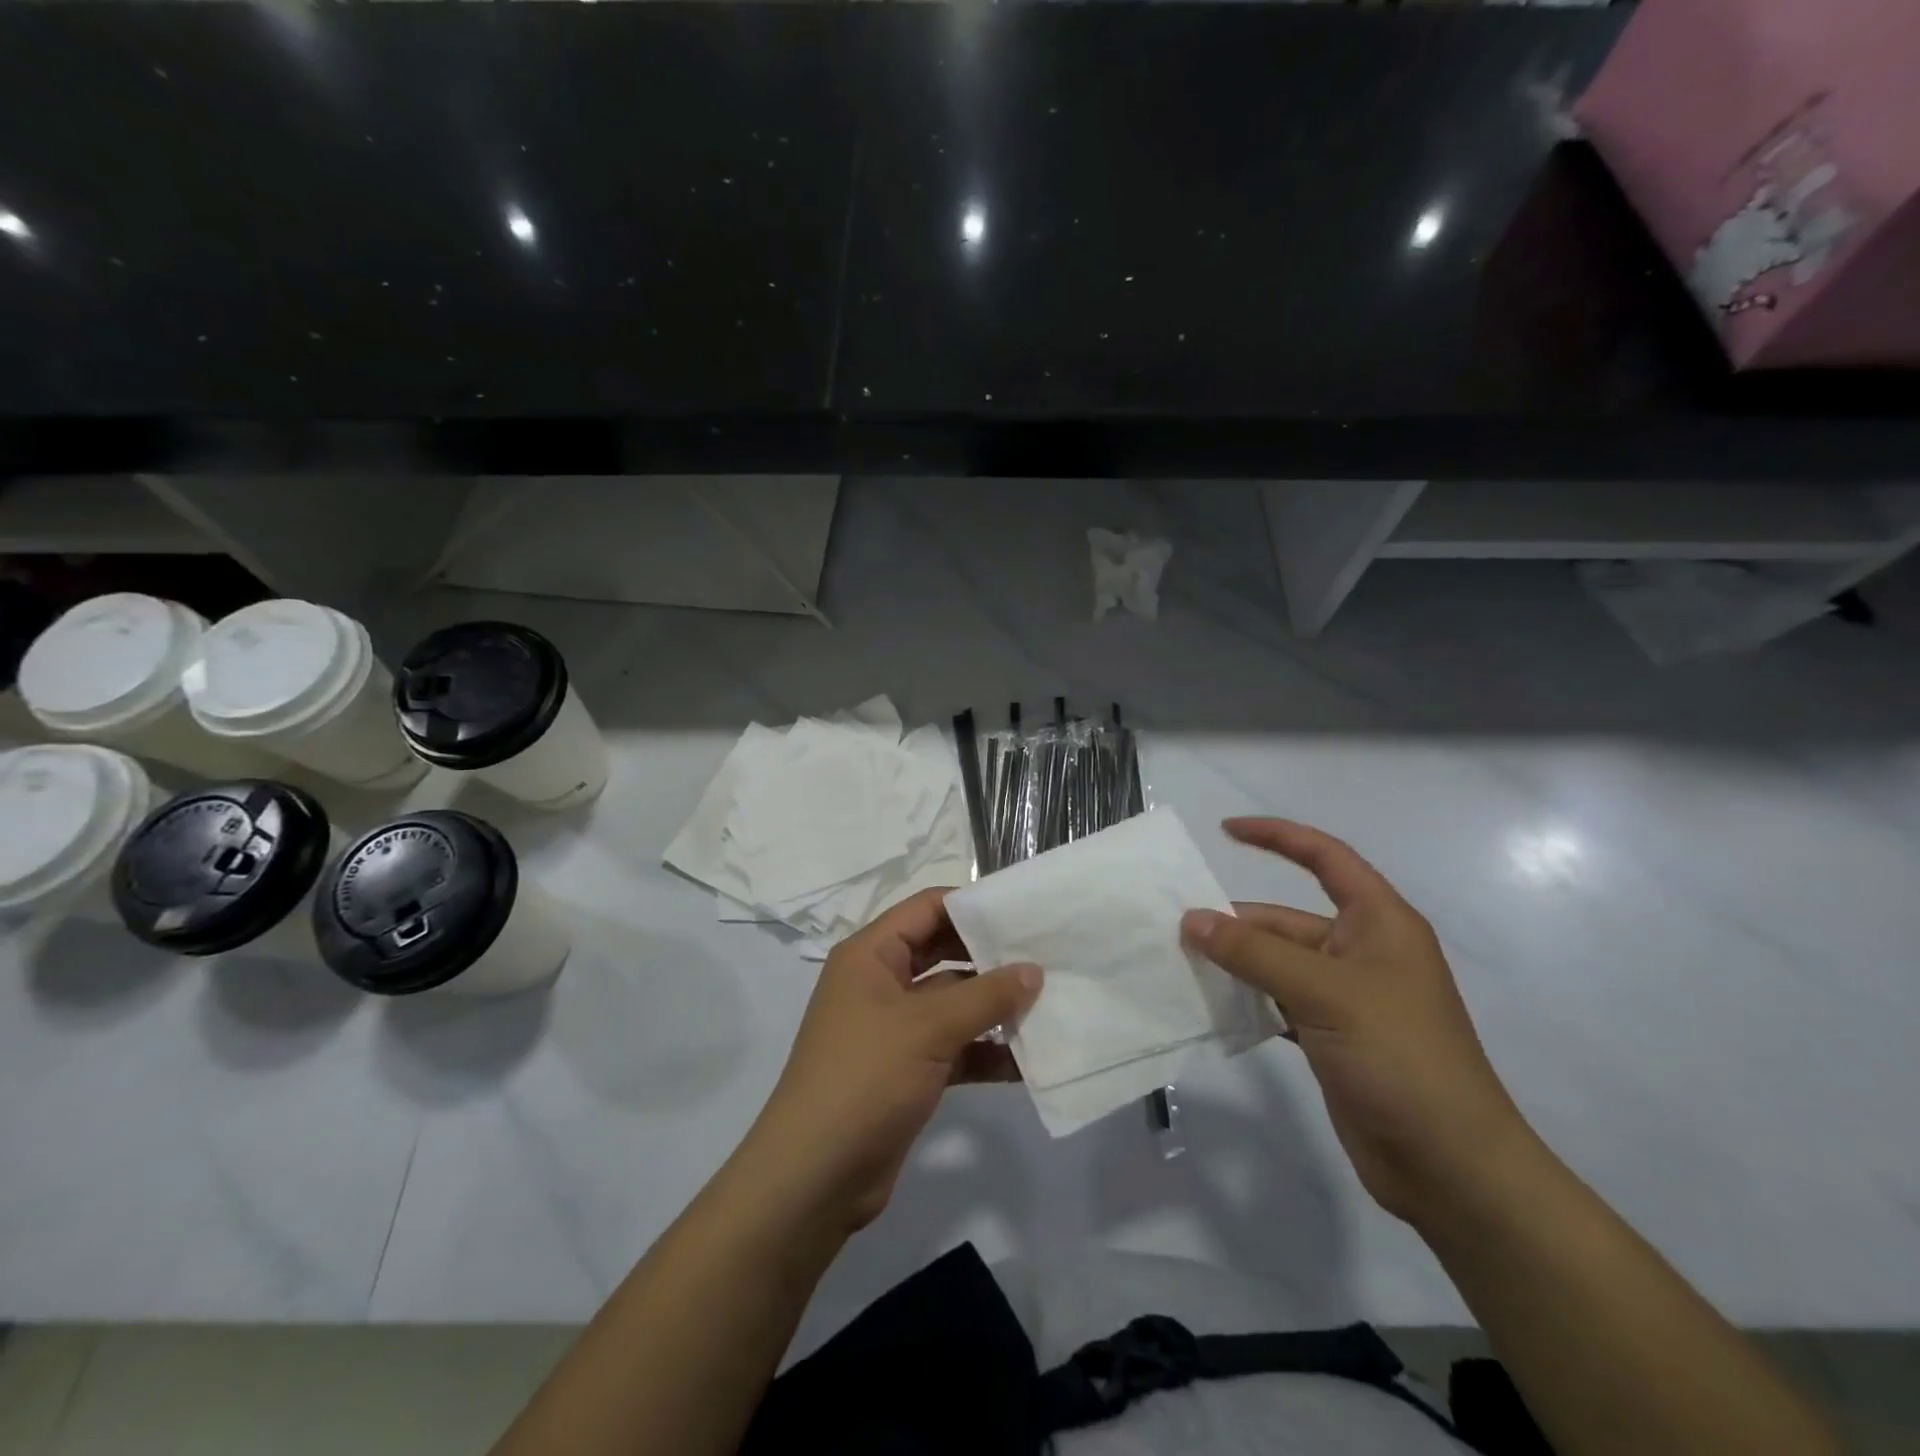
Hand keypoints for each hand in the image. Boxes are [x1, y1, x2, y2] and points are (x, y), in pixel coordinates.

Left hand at [748, 889, 1041, 1232]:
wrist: (815, 1177)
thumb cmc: (865, 1077)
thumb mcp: (928, 1027)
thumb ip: (986, 995)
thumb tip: (1034, 970)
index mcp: (871, 955)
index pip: (927, 908)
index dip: (972, 905)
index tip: (1023, 911)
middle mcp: (881, 983)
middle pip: (943, 952)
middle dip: (990, 957)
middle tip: (1045, 955)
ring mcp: (894, 1028)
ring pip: (953, 1003)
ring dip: (994, 1006)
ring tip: (1049, 1003)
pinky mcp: (908, 1070)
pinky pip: (955, 1047)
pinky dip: (986, 1051)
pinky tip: (1029, 1060)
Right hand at [1182, 818, 1531, 1226]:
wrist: (1451, 1168)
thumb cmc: (1400, 1058)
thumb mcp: (1325, 993)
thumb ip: (1254, 953)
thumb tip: (1191, 919)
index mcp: (1379, 923)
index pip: (1325, 858)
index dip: (1277, 837)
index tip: (1225, 830)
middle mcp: (1361, 952)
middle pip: (1286, 919)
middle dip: (1236, 922)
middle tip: (1176, 929)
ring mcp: (1345, 997)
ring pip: (1276, 963)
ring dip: (1234, 964)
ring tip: (1180, 965)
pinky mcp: (1330, 1036)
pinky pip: (1275, 1002)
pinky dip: (1245, 1001)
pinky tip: (1209, 1006)